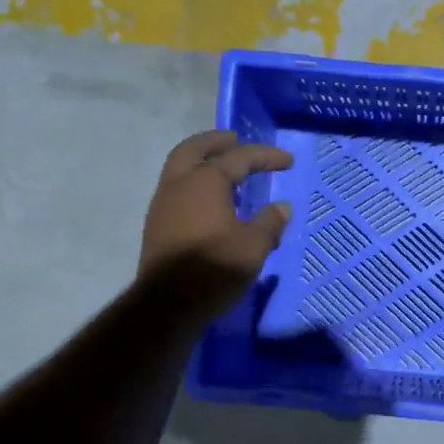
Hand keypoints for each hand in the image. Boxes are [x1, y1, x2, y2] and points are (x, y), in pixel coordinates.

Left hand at [139, 130, 294, 317]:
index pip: (239, 158)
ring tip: (223, 171)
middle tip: (234, 139)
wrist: (167, 304)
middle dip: (215, 142)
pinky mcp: (156, 225)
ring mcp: (162, 204)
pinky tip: (208, 200)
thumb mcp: (254, 246)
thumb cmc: (214, 267)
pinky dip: (193, 183)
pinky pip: (176, 190)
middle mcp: (179, 184)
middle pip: (193, 149)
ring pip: (179, 169)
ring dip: (200, 162)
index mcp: (205, 181)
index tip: (286, 160)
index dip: (265, 156)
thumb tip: (281, 207)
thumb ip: (269, 223)